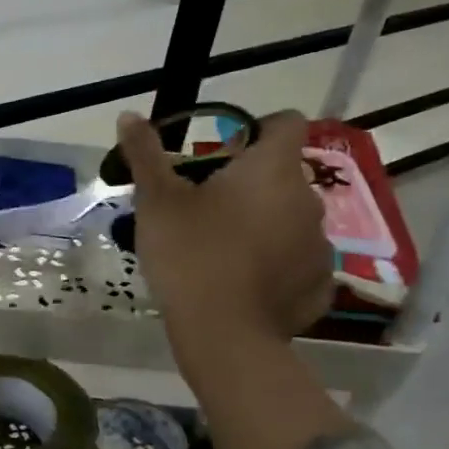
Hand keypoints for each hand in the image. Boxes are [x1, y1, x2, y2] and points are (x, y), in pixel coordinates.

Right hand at [116, 109, 333, 379]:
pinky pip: (298, 262)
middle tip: (207, 208)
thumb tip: (128, 114)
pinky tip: (245, 283)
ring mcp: (319, 245)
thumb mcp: (157, 202)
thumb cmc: (190, 255)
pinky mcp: (319, 285)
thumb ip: (146, 154)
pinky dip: (277, 265)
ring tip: (225, 250)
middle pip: (283, 176)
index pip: (286, 123)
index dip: (259, 128)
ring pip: (291, 220)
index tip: (226, 150)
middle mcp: (308, 199)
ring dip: (266, 224)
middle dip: (251, 184)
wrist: (224, 335)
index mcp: (272, 169)